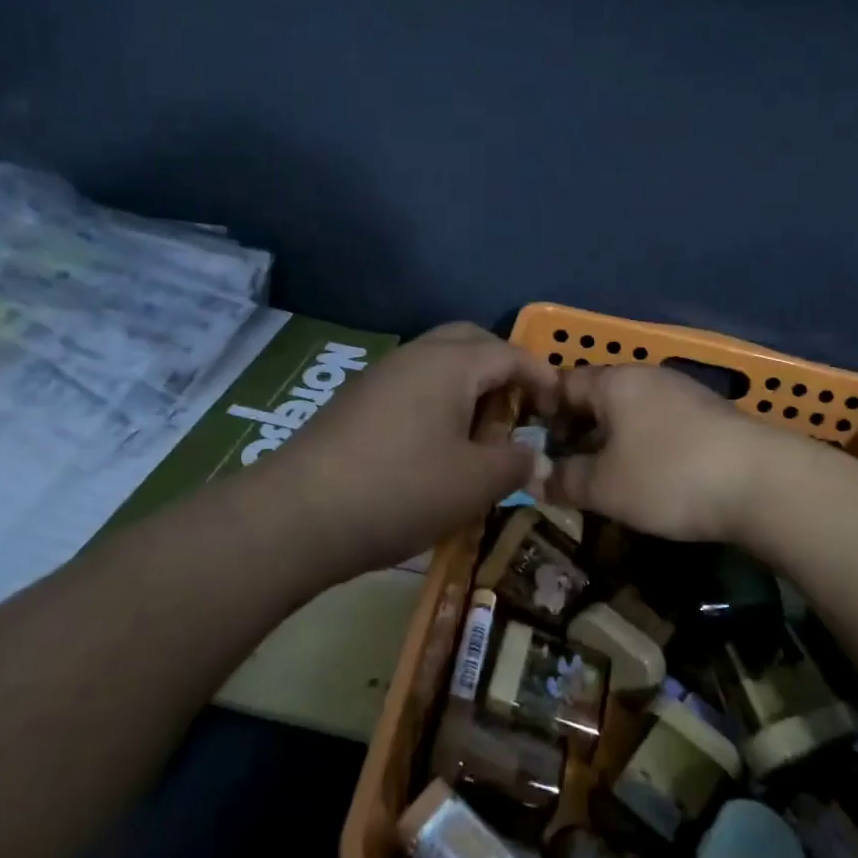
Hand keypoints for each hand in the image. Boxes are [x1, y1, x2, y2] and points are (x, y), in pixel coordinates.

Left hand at [262, 323, 557, 578]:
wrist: (298, 515)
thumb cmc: (402, 489)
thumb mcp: (475, 483)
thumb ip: (515, 463)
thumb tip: (536, 457)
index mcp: (450, 363)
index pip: (510, 353)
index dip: (542, 377)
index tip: (559, 407)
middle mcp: (415, 356)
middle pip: (471, 342)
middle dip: (503, 368)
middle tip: (520, 408)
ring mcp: (380, 376)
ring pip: (438, 363)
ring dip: (468, 386)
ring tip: (481, 432)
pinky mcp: (356, 401)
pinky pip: (412, 385)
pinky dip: (438, 401)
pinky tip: (437, 445)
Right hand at [545, 364, 802, 542]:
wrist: (763, 482)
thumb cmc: (669, 476)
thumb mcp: (606, 486)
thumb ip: (564, 480)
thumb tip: (534, 479)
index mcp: (615, 381)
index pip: (563, 383)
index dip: (542, 412)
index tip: (533, 446)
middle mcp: (648, 376)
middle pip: (598, 395)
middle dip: (576, 428)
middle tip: (563, 466)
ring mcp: (684, 392)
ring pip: (631, 410)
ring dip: (611, 439)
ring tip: (602, 476)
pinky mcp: (710, 415)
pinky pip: (660, 423)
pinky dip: (643, 444)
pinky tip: (648, 476)